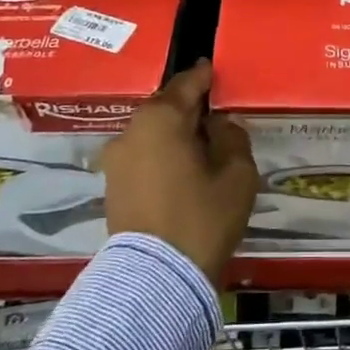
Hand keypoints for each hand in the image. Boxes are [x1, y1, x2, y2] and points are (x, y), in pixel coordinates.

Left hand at [99, 59, 258, 279]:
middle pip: (166, 108)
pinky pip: (143, 156)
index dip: (206, 76)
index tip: (218, 71)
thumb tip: (221, 124)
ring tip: (203, 145)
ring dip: (175, 134)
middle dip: (190, 107)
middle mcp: (131, 131)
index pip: (187, 83)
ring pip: (152, 134)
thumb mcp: (237, 175)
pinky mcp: (112, 187)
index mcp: (160, 119)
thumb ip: (233, 138)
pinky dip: (163, 155)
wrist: (156, 279)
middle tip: (217, 112)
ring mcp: (116, 161)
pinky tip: (184, 168)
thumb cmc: (202, 218)